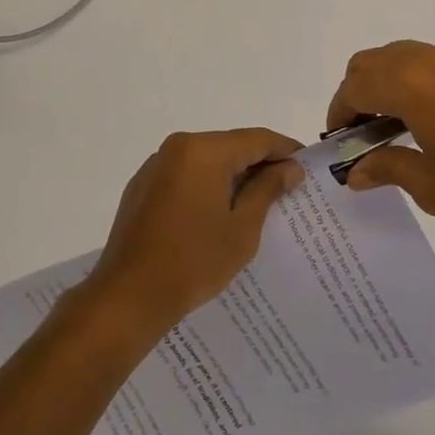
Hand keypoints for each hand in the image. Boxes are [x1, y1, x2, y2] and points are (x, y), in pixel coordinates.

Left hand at [83, 128, 302, 333]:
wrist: (128, 296)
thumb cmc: (194, 261)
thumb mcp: (242, 228)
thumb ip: (267, 190)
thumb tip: (290, 168)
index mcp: (204, 151)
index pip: (257, 139)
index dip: (285, 150)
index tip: (306, 166)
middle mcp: (179, 147)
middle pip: (231, 146)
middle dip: (259, 163)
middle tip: (286, 188)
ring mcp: (157, 164)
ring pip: (207, 159)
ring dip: (232, 175)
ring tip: (256, 202)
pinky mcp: (143, 185)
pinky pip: (186, 174)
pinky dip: (207, 184)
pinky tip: (217, 212)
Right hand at [326, 41, 434, 220]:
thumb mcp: (432, 186)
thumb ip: (387, 170)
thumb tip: (356, 172)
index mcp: (406, 85)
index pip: (353, 88)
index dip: (338, 112)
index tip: (339, 140)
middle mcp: (427, 59)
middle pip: (372, 60)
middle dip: (358, 91)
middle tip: (365, 129)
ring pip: (407, 55)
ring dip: (391, 82)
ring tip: (404, 122)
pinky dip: (426, 81)